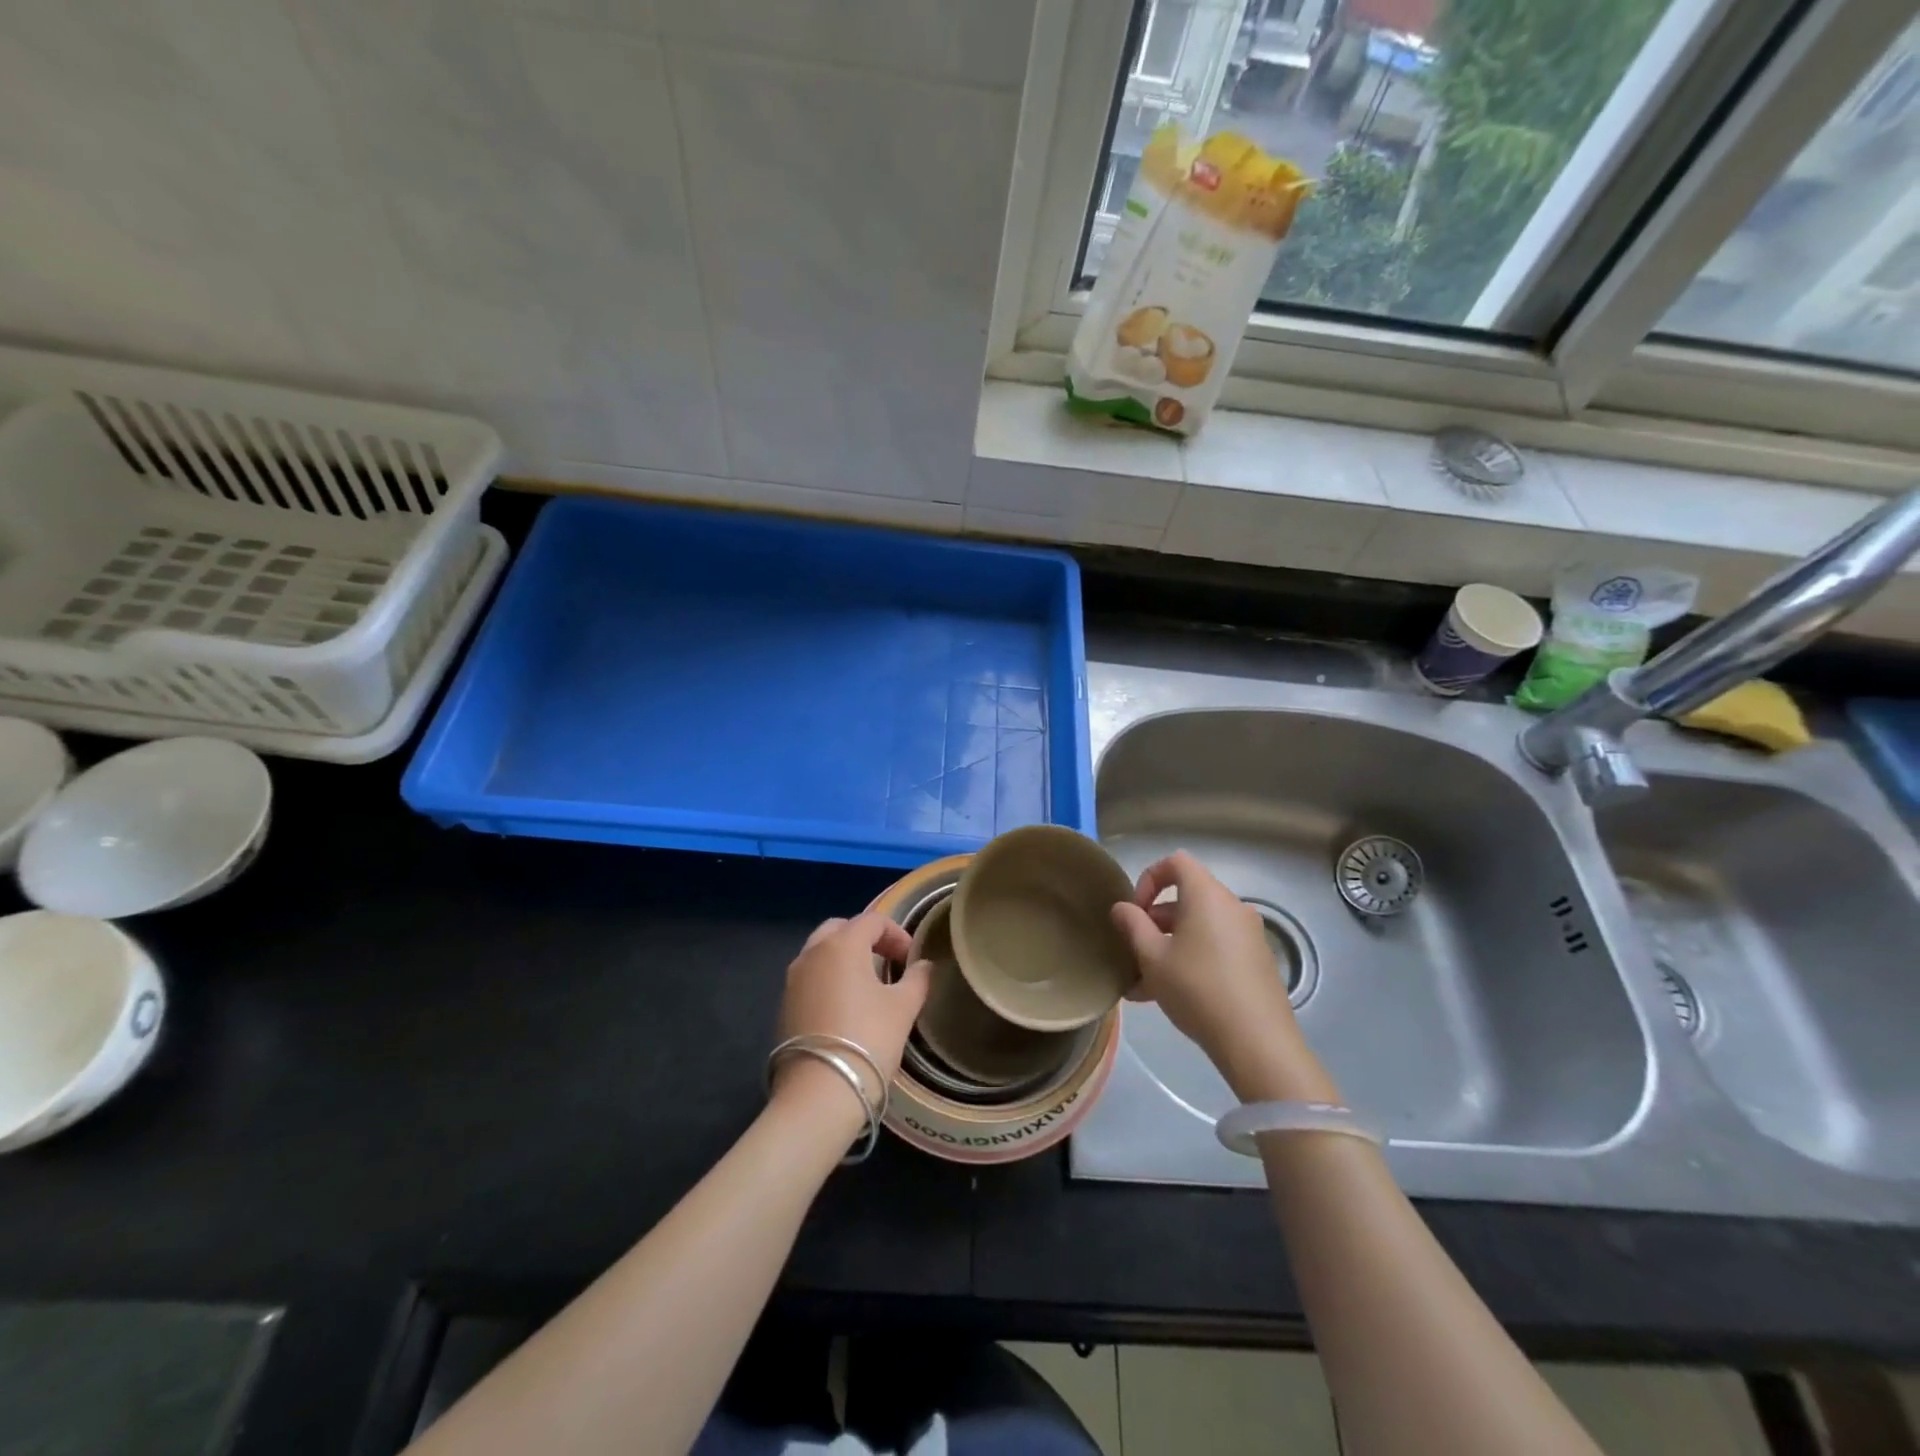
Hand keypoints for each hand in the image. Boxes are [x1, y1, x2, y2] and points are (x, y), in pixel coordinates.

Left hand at [773, 913, 931, 1119]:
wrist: (819, 1092)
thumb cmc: (868, 1038)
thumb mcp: (903, 1007)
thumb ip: (917, 979)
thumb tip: (924, 965)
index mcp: (842, 944)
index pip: (872, 921)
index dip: (896, 934)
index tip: (911, 958)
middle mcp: (812, 953)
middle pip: (840, 929)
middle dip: (866, 939)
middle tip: (887, 961)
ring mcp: (793, 979)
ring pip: (821, 952)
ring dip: (844, 958)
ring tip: (867, 984)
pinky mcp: (784, 1005)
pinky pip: (810, 977)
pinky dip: (828, 979)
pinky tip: (845, 1006)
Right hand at [1110, 851, 1336, 1102]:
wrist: (1257, 1042)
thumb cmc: (1197, 989)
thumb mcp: (1152, 958)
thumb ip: (1132, 926)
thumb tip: (1122, 908)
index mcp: (1207, 895)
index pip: (1176, 862)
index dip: (1149, 879)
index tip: (1135, 911)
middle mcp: (1232, 906)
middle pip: (1186, 898)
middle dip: (1155, 921)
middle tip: (1135, 952)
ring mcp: (1248, 934)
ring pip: (1198, 927)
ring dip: (1169, 946)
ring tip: (1143, 985)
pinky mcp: (1256, 961)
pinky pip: (1215, 947)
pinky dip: (1191, 958)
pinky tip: (1170, 997)